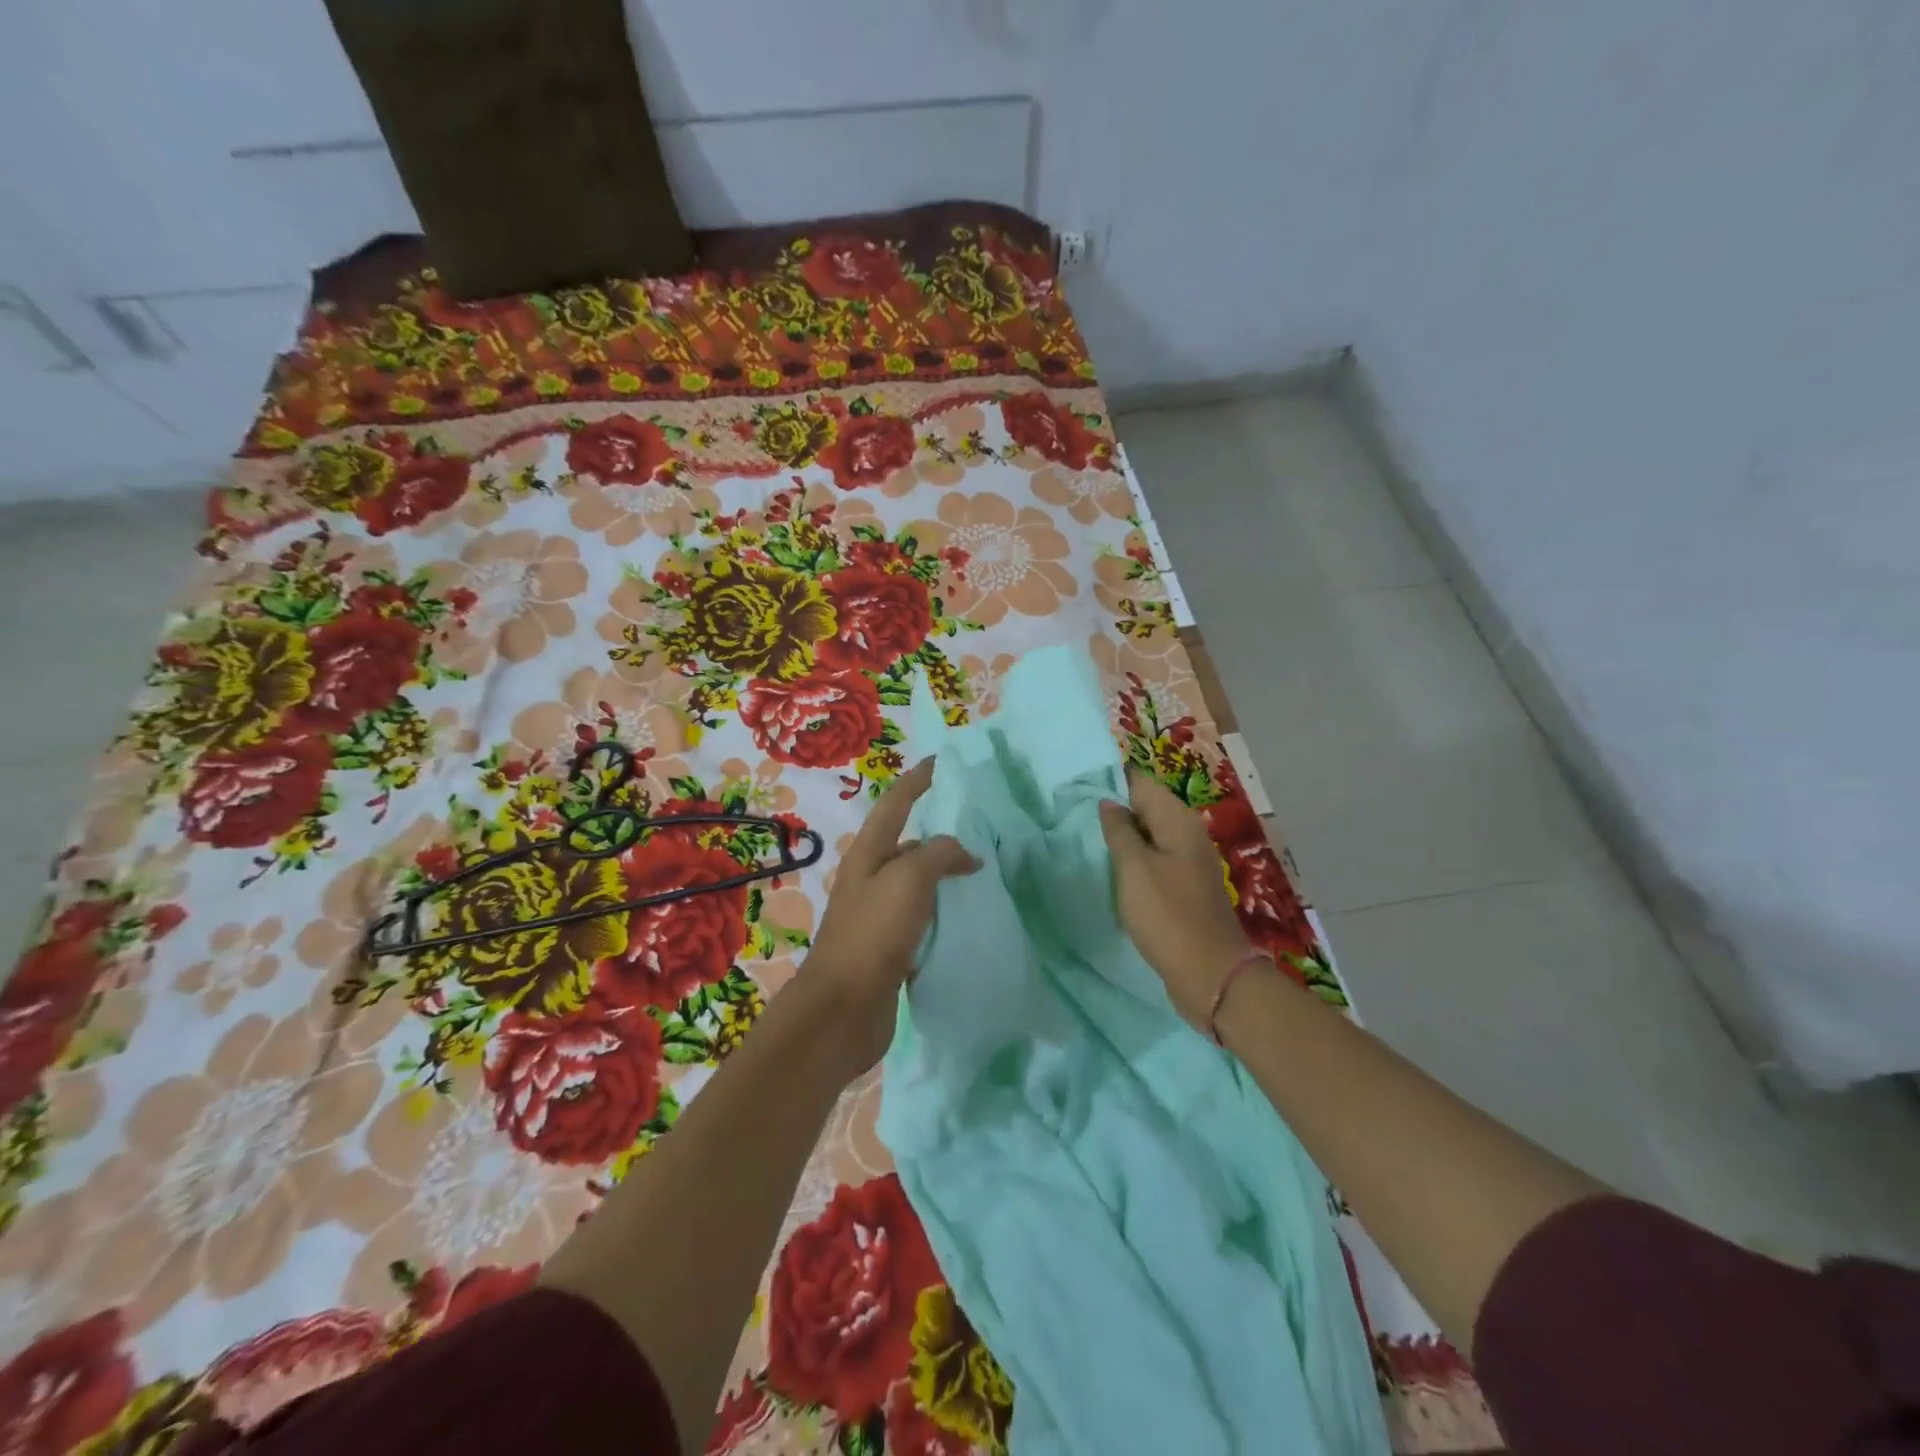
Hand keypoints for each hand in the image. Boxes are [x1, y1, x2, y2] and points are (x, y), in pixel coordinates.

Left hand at [803, 758, 979, 1075]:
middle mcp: (871, 878)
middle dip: (939, 830)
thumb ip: (938, 854)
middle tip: (980, 825)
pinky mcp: (890, 947)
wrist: (843, 1009)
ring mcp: (879, 914)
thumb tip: (964, 854)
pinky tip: (968, 916)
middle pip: (908, 842)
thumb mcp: (909, 880)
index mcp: (868, 853)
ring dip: (945, 873)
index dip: (918, 780)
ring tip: (984, 870)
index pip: (896, 803)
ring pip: (918, 882)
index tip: (941, 762)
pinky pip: (923, 917)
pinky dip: (944, 910)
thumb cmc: (873, 934)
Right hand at [1099, 766, 1252, 1029]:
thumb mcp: (1134, 869)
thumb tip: (1109, 803)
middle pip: (1146, 806)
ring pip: (1149, 834)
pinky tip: (1112, 869)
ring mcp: (1187, 861)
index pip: (1141, 782)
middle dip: (1114, 808)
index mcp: (1178, 821)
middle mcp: (1187, 833)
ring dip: (1122, 835)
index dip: (1110, 780)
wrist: (1210, 974)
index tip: (1077, 785)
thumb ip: (1119, 830)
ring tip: (1086, 838)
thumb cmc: (1167, 916)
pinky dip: (1133, 859)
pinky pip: (1154, 859)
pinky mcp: (1184, 886)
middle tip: (1073, 813)